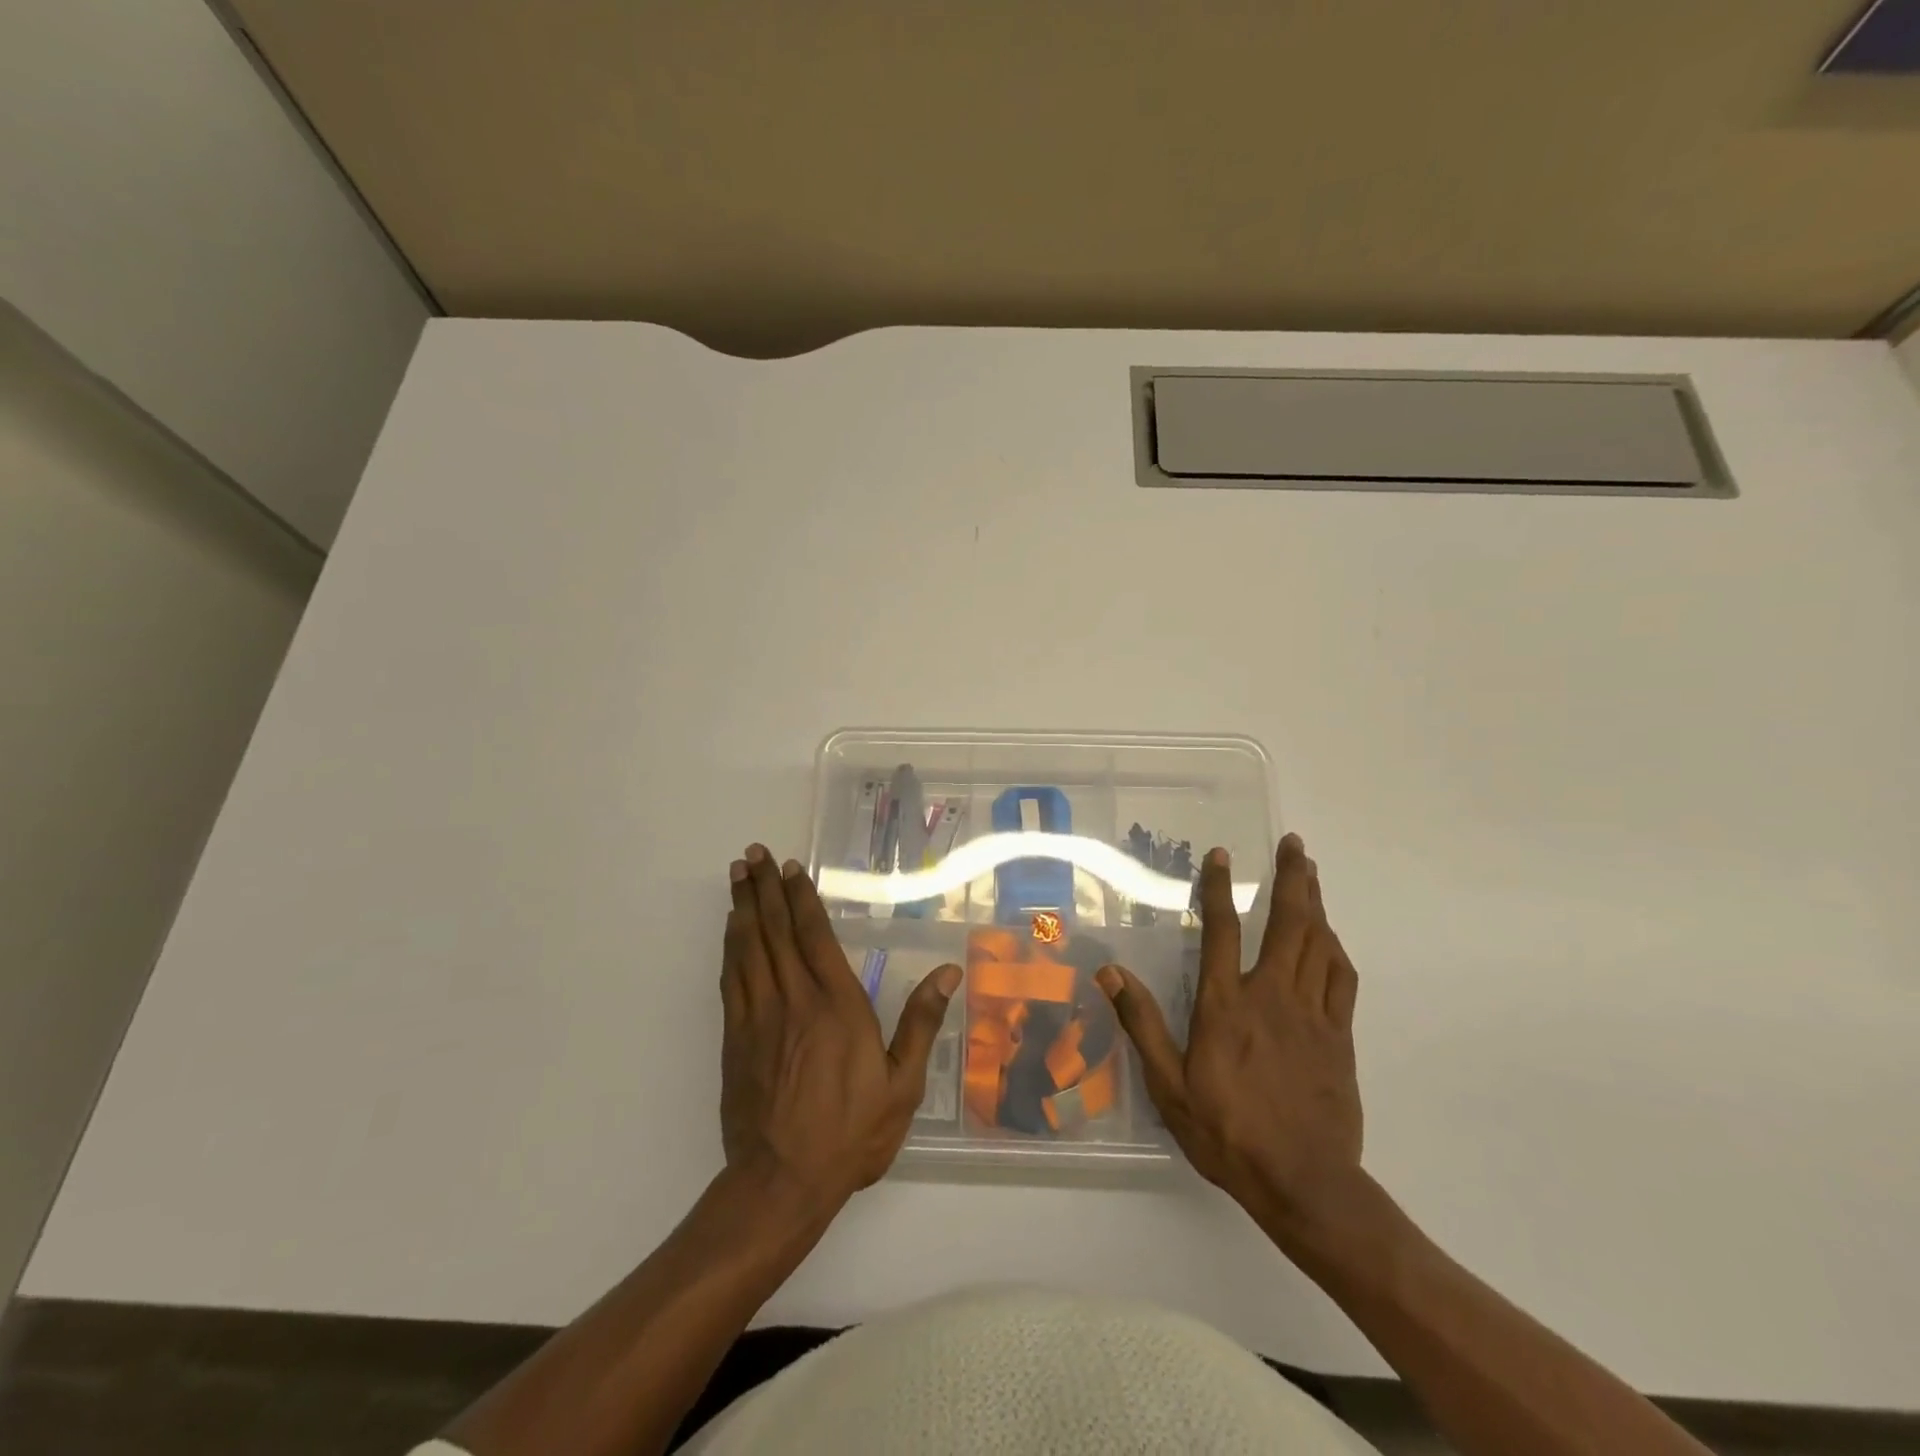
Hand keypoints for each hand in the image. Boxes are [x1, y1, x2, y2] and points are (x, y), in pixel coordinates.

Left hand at [720, 845, 960, 1210]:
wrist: (782, 1181)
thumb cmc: (851, 1132)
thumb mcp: (902, 1084)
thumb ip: (921, 1023)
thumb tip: (948, 972)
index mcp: (837, 1005)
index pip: (815, 936)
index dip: (801, 899)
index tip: (791, 869)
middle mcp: (794, 999)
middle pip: (775, 931)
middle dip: (764, 889)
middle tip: (753, 854)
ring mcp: (759, 1017)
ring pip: (748, 948)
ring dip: (743, 908)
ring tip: (738, 875)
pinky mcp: (736, 1038)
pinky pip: (731, 979)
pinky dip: (730, 947)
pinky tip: (730, 931)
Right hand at [1097, 834, 1362, 1237]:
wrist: (1304, 1183)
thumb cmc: (1227, 1133)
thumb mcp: (1168, 1085)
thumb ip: (1141, 1023)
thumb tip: (1110, 972)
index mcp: (1226, 1005)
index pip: (1222, 931)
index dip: (1219, 889)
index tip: (1222, 856)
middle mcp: (1271, 997)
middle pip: (1288, 924)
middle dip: (1292, 879)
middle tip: (1295, 845)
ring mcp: (1311, 1015)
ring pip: (1318, 944)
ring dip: (1315, 904)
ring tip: (1312, 874)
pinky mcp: (1339, 1037)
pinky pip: (1342, 979)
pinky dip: (1335, 950)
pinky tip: (1330, 938)